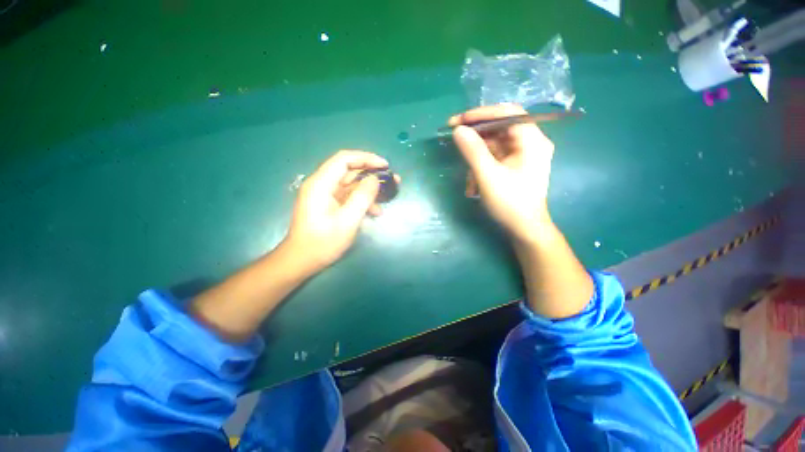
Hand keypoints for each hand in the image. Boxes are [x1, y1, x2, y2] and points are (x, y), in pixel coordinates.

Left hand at [285, 150, 392, 270]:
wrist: (302, 261)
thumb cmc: (323, 242)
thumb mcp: (347, 221)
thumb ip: (362, 197)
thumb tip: (375, 179)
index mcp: (321, 184)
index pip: (344, 159)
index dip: (366, 158)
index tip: (385, 165)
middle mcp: (321, 184)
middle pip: (349, 170)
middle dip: (371, 174)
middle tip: (392, 180)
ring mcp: (324, 195)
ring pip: (351, 184)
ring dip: (369, 190)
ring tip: (388, 197)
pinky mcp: (328, 204)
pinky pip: (348, 196)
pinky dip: (362, 201)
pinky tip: (375, 212)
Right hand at [450, 104, 554, 243]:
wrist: (524, 229)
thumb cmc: (510, 203)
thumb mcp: (488, 176)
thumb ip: (473, 151)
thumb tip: (458, 130)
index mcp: (532, 140)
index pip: (507, 113)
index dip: (482, 113)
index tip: (459, 120)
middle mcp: (530, 143)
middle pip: (499, 127)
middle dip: (475, 135)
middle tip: (453, 136)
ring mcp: (522, 155)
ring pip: (494, 145)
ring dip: (476, 158)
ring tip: (468, 179)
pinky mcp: (514, 166)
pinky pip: (494, 158)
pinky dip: (481, 167)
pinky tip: (473, 185)